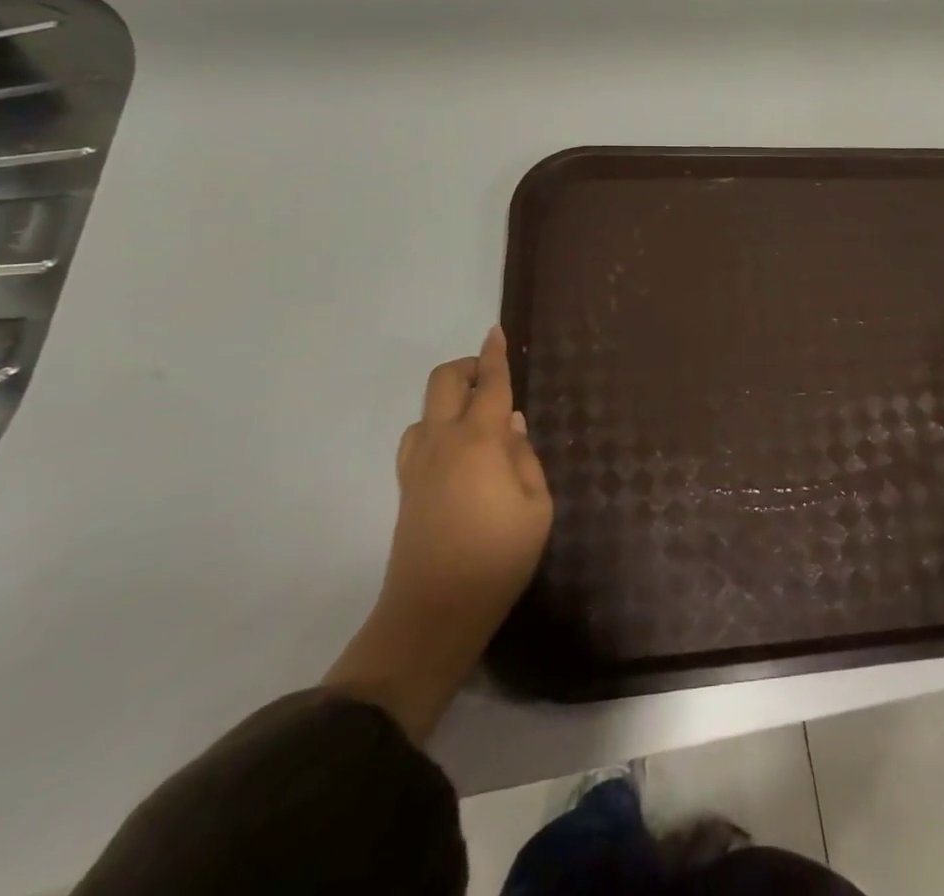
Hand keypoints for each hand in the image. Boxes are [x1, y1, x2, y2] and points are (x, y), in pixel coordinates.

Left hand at [381, 326, 551, 624]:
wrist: (432, 614)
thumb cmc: (497, 558)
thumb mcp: (536, 507)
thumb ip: (525, 457)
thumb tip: (510, 424)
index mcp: (479, 441)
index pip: (489, 384)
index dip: (495, 355)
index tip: (497, 330)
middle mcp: (442, 442)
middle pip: (444, 382)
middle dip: (467, 367)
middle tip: (493, 377)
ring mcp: (417, 464)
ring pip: (426, 409)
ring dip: (450, 398)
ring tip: (478, 418)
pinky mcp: (406, 487)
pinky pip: (417, 437)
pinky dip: (436, 426)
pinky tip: (456, 449)